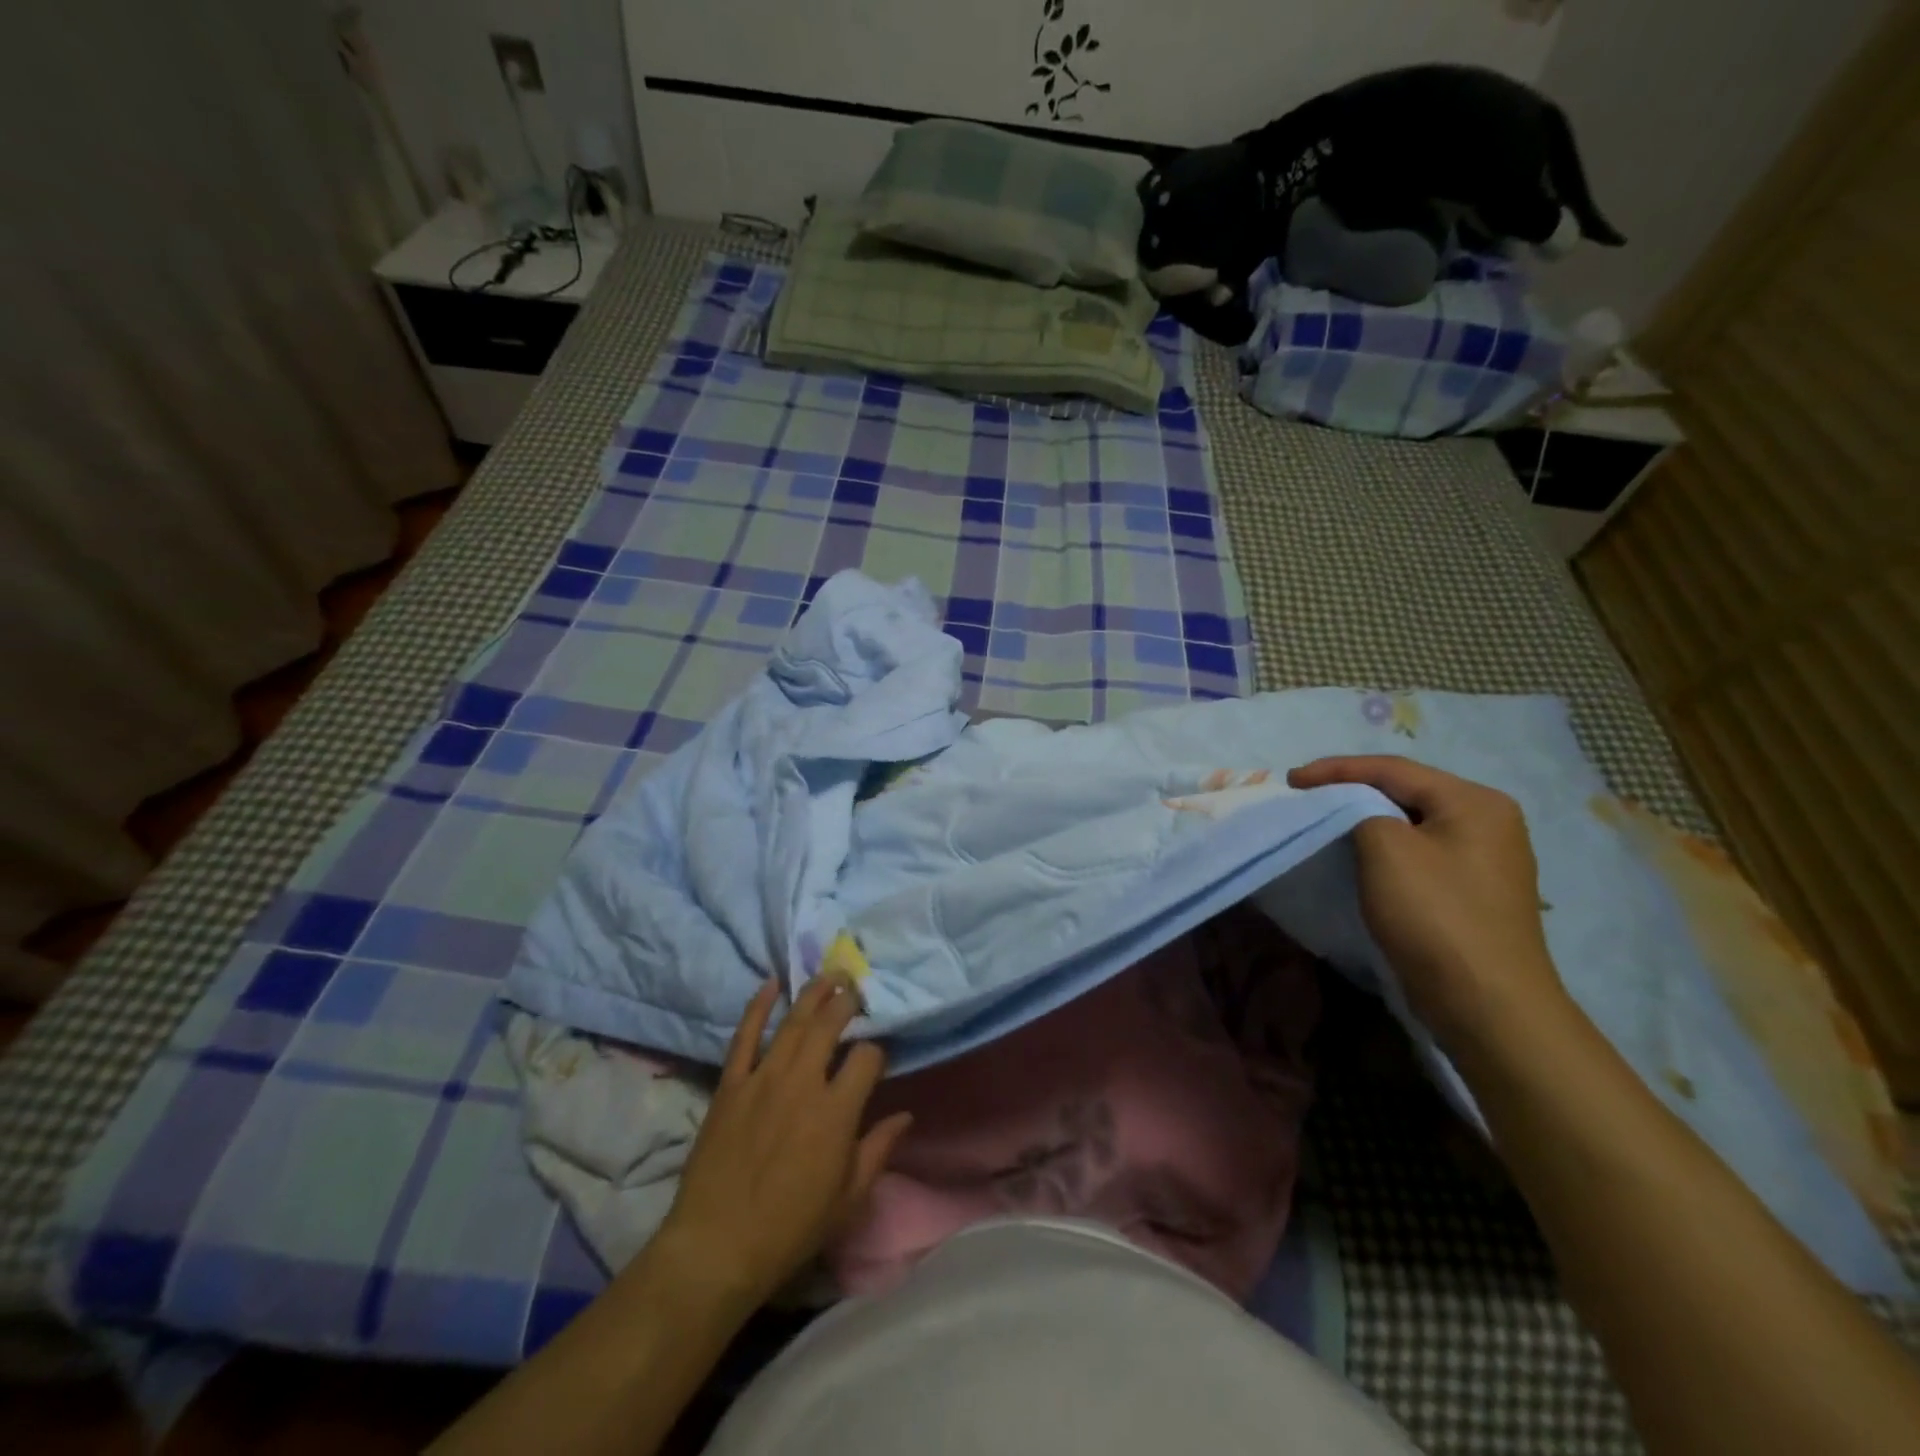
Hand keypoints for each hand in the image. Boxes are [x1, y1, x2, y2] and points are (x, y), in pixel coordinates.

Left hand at [655, 975, 911, 1309]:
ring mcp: (762, 1079)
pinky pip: (745, 1036)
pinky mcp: (730, 1085)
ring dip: (813, 993)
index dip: (877, 1051)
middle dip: (847, 1002)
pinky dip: (758, 1006)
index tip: (878, 1056)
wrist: (716, 1247)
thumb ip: (879, 1149)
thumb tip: (906, 1115)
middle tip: (857, 989)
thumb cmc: (790, 1229)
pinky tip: (771, 983)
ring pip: (793, 1022)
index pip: (867, 1058)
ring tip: (830, 975)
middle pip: (830, 1024)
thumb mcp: (848, 1199)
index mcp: (836, 1111)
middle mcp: (802, 1083)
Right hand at [1288, 755, 1571, 1055]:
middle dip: (1351, 792)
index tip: (1290, 780)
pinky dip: (1383, 850)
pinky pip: (1418, 854)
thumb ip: (1361, 811)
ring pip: (1410, 825)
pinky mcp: (1472, 893)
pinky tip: (1359, 858)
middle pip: (1404, 793)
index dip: (1336, 770)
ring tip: (1324, 822)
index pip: (1393, 770)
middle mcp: (1488, 822)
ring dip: (1365, 822)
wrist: (1486, 1005)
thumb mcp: (1386, 848)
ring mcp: (1484, 860)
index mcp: (1475, 802)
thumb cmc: (1435, 915)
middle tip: (1305, 797)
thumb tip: (1354, 813)